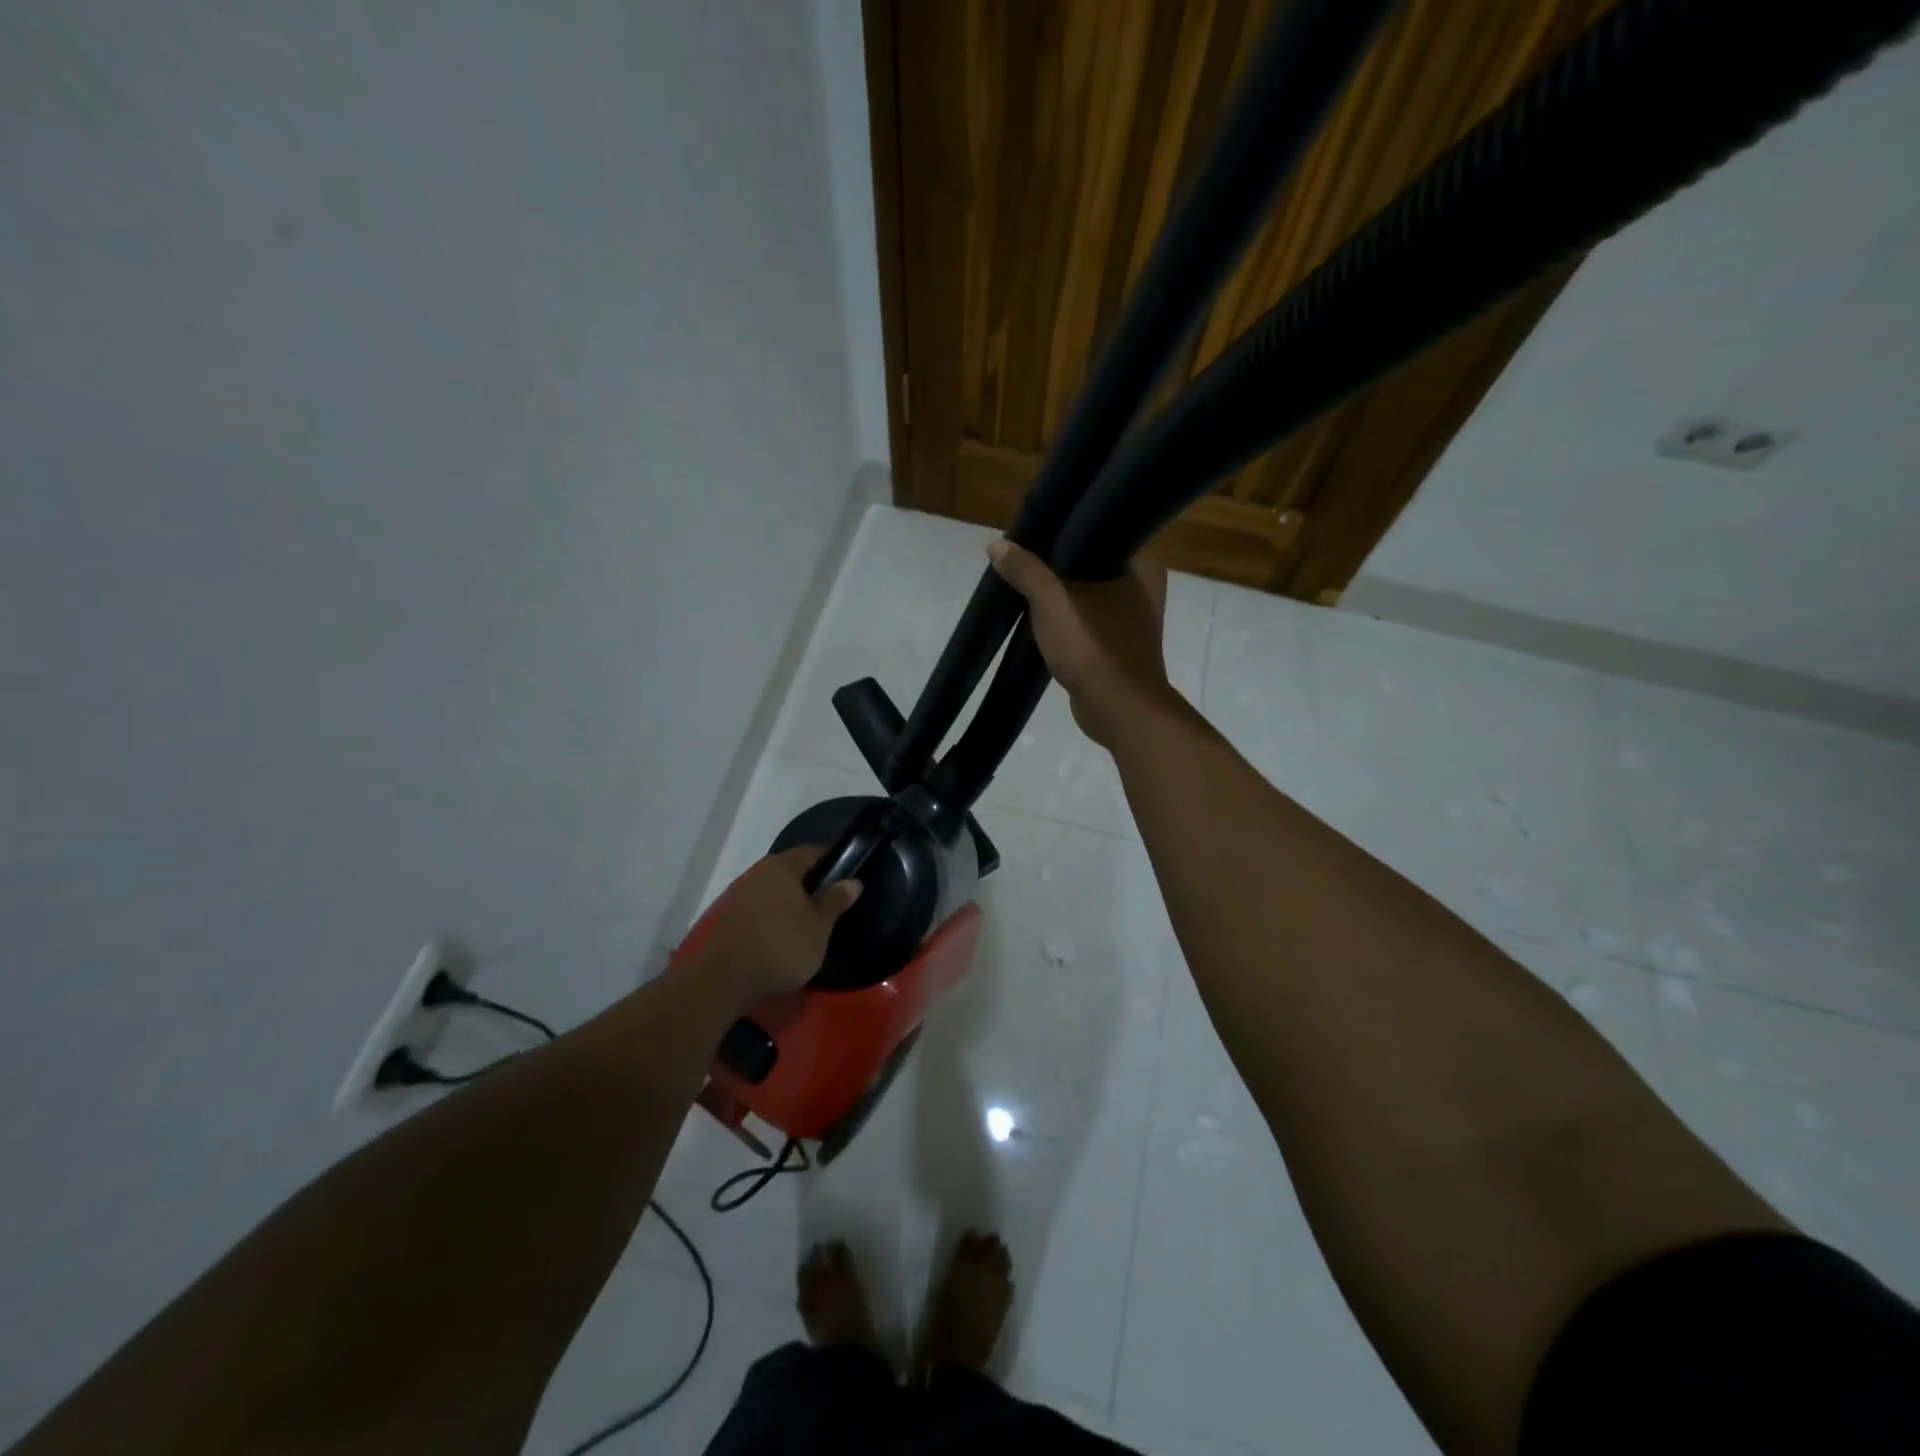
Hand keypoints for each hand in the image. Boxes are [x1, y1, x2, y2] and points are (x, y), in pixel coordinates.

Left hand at [693, 847, 862, 1006]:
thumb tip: (852, 881)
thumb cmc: (782, 945)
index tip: (847, 879)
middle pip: (791, 872)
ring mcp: (739, 896)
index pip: (812, 852)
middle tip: (831, 906)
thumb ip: (835, 900)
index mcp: (781, 866)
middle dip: (811, 886)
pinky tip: (784, 939)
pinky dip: (774, 920)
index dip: (833, 863)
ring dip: (791, 905)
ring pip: (774, 893)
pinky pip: (760, 911)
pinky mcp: (729, 920)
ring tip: (809, 926)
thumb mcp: (819, 925)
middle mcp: (757, 873)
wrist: (726, 979)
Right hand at [988, 539, 1173, 747]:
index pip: (1101, 528)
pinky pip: (1088, 618)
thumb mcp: (1051, 601)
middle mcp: (1145, 584)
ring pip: (1088, 591)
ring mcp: (1134, 617)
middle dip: (1057, 562)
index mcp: (1143, 561)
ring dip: (1060, 591)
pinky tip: (1040, 616)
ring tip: (1024, 582)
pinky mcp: (1120, 643)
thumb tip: (996, 545)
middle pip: (1091, 560)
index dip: (1065, 528)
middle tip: (1022, 555)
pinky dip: (1067, 617)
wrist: (1119, 709)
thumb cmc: (1094, 646)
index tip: (1034, 529)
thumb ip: (1025, 570)